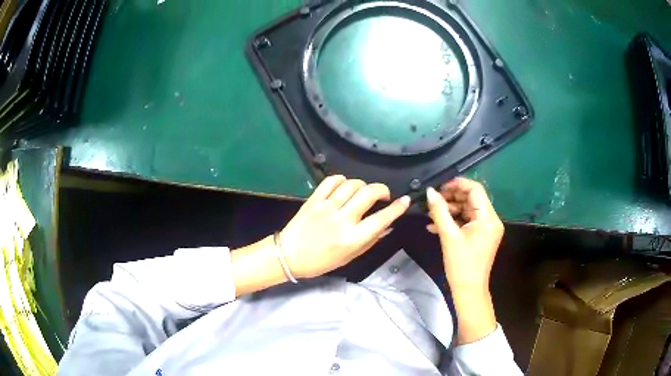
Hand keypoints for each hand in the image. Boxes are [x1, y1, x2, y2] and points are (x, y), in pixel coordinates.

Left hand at [280, 175, 409, 278]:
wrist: (289, 256)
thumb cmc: (321, 261)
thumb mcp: (350, 256)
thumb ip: (370, 240)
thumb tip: (388, 225)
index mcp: (353, 238)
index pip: (382, 218)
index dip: (397, 208)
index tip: (405, 200)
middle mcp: (342, 220)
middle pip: (368, 193)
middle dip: (382, 189)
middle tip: (383, 195)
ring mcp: (327, 207)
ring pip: (352, 184)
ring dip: (363, 185)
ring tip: (362, 192)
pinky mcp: (314, 199)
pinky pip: (331, 181)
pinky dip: (342, 179)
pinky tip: (344, 186)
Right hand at [425, 178, 502, 343]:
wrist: (469, 290)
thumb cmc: (461, 264)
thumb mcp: (448, 236)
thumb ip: (439, 211)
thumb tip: (429, 191)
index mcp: (488, 218)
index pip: (475, 189)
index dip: (457, 184)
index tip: (439, 186)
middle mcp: (491, 220)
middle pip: (472, 199)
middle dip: (452, 197)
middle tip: (433, 200)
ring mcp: (487, 228)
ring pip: (468, 210)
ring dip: (450, 210)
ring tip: (431, 213)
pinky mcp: (482, 236)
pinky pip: (468, 222)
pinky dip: (454, 221)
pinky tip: (435, 226)